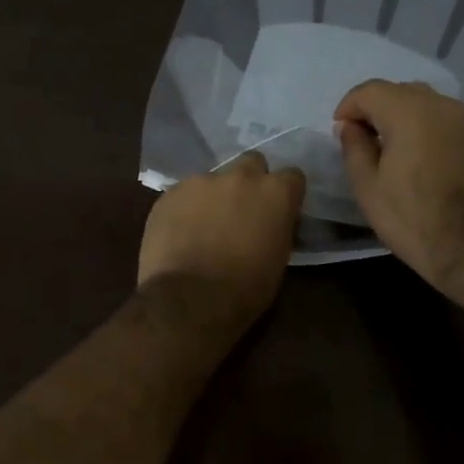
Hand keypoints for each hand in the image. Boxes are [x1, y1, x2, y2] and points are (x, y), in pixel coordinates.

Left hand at [137, 153, 304, 324]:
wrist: (189, 300)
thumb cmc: (245, 289)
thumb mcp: (278, 259)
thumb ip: (277, 228)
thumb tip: (272, 222)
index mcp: (276, 193)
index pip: (292, 176)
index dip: (286, 194)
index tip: (279, 211)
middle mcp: (241, 176)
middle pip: (252, 164)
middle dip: (251, 182)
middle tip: (243, 211)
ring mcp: (202, 181)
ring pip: (214, 179)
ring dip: (215, 196)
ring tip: (205, 226)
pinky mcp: (171, 192)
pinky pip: (185, 193)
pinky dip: (187, 208)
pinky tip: (181, 233)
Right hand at [334, 79, 463, 288]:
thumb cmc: (412, 216)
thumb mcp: (367, 186)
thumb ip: (354, 147)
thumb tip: (350, 126)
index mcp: (408, 111)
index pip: (370, 90)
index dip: (349, 106)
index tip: (341, 130)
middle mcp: (442, 104)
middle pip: (402, 92)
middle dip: (379, 110)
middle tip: (367, 140)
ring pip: (430, 106)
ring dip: (409, 119)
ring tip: (399, 151)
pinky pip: (451, 123)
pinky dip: (434, 132)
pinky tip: (429, 161)